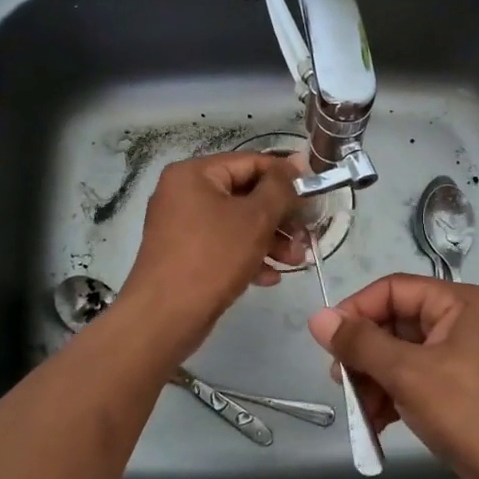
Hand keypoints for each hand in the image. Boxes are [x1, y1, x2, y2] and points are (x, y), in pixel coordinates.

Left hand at [119, 152, 300, 353]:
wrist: (164, 317)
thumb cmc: (212, 257)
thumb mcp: (255, 218)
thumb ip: (280, 188)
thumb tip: (297, 162)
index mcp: (194, 174)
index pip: (250, 163)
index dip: (286, 177)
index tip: (314, 195)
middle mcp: (184, 193)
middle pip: (244, 194)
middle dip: (280, 217)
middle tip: (307, 236)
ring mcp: (182, 226)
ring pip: (236, 223)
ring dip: (270, 240)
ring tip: (296, 261)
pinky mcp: (184, 254)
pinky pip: (223, 245)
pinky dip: (248, 255)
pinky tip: (271, 276)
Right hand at [308, 275, 478, 478]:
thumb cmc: (470, 411)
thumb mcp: (408, 372)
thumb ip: (361, 344)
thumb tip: (317, 318)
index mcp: (459, 303)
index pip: (394, 290)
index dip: (357, 310)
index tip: (327, 341)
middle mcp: (463, 323)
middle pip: (396, 324)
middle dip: (365, 353)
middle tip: (339, 380)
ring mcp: (465, 360)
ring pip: (403, 357)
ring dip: (375, 381)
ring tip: (358, 410)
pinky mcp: (463, 395)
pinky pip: (417, 384)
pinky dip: (394, 399)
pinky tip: (377, 425)